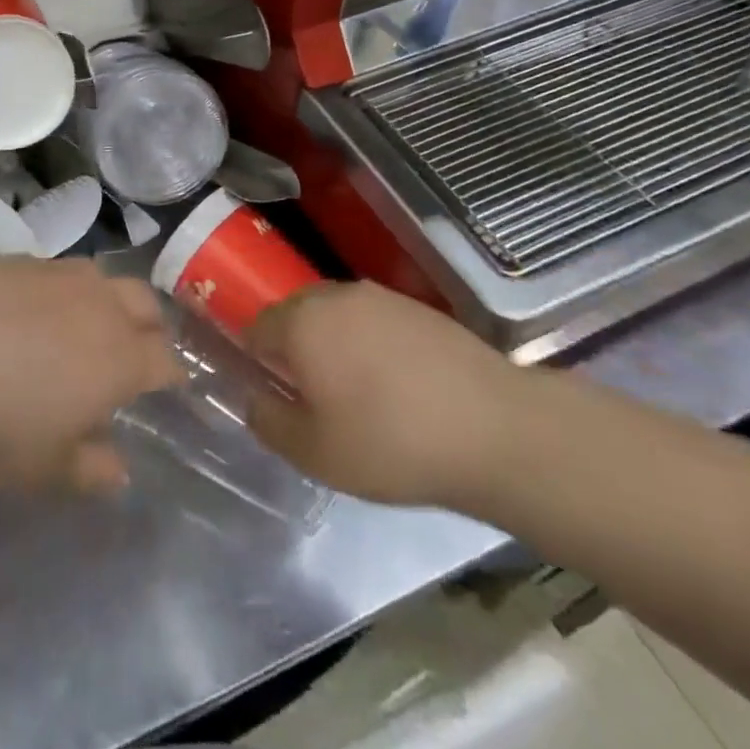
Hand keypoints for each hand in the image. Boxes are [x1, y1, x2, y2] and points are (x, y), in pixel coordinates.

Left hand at [0, 258, 181, 492]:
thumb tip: (119, 468)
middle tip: (135, 350)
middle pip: (144, 305)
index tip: (169, 386)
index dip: (171, 375)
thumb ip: (92, 469)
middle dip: (149, 327)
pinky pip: (53, 270)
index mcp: (121, 357)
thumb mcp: (46, 468)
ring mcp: (56, 274)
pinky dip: (57, 290)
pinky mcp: (16, 258)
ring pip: (101, 278)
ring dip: (105, 300)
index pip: (165, 361)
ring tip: (84, 323)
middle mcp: (99, 304)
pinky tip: (27, 310)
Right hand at [245, 281, 524, 509]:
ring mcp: (379, 297)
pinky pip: (372, 320)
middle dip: (294, 350)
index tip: (277, 396)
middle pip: (294, 315)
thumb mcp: (315, 452)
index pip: (255, 328)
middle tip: (315, 399)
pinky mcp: (416, 307)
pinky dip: (370, 344)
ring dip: (333, 344)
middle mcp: (334, 295)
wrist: (496, 429)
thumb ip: (268, 421)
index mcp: (300, 322)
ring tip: (358, 393)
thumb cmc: (391, 442)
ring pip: (335, 315)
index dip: (256, 362)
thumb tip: (253, 397)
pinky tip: (396, 384)